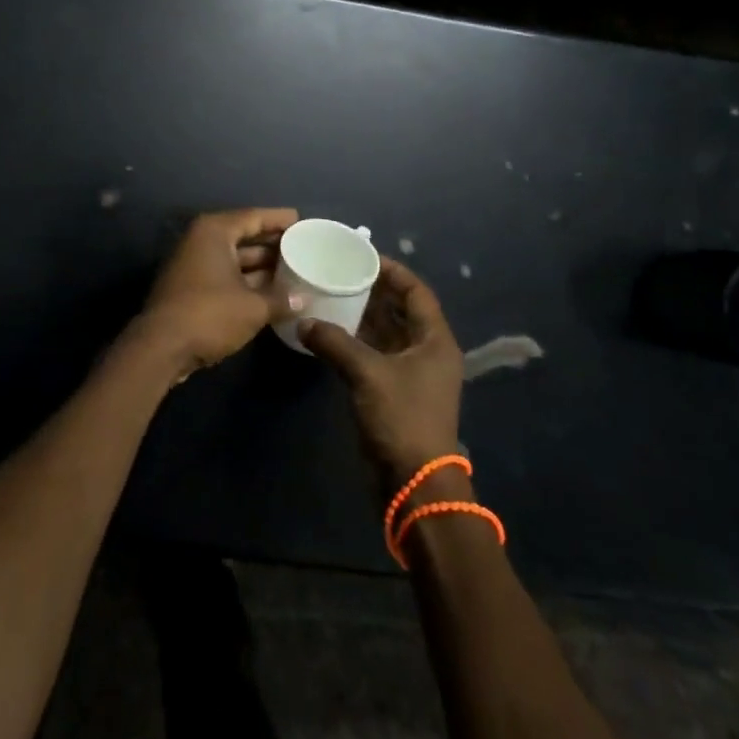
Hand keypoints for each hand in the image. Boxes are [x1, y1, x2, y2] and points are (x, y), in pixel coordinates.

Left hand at [129, 208, 301, 380]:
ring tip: (294, 272)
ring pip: (235, 259)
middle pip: (244, 236)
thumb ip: (281, 300)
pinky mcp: (191, 287)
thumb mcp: (253, 308)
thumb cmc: (209, 314)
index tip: (302, 220)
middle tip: (303, 248)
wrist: (161, 347)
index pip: (253, 217)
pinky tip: (271, 293)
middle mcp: (202, 241)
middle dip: (272, 245)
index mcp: (215, 232)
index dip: (279, 219)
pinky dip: (247, 282)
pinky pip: (226, 275)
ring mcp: (194, 264)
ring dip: (261, 267)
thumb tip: (303, 300)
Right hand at [300, 259, 463, 489]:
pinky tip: (331, 332)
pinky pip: (377, 354)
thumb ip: (334, 342)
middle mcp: (427, 351)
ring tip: (332, 295)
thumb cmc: (402, 418)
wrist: (415, 483)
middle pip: (402, 310)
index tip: (363, 255)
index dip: (393, 270)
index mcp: (434, 340)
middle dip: (374, 291)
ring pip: (388, 333)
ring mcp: (413, 374)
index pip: (416, 291)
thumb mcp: (367, 373)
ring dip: (363, 316)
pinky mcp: (397, 392)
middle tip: (341, 272)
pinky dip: (357, 341)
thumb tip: (304, 322)